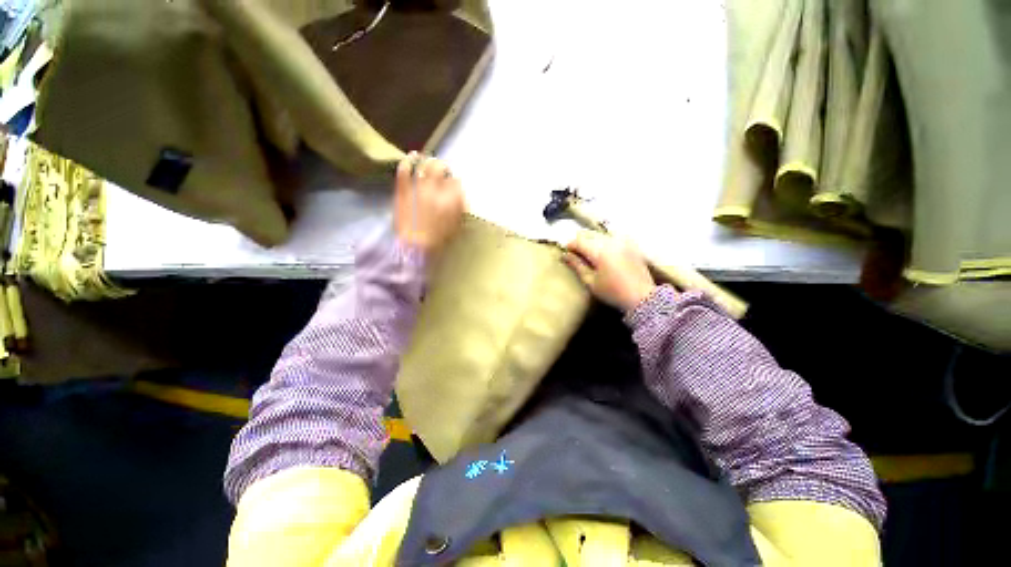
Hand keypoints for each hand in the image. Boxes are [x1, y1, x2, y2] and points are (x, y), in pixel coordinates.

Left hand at [394, 153, 465, 254]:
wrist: (415, 247)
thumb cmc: (438, 240)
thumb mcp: (455, 227)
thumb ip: (459, 210)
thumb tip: (461, 198)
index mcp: (451, 200)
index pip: (456, 182)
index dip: (455, 181)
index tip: (453, 182)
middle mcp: (436, 191)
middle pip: (441, 168)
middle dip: (443, 166)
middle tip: (442, 167)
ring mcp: (418, 189)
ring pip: (424, 166)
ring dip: (427, 161)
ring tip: (426, 159)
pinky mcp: (404, 191)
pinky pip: (404, 172)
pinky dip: (407, 162)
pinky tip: (410, 158)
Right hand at [564, 231, 657, 311]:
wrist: (642, 297)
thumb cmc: (613, 292)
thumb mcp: (591, 282)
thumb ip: (577, 266)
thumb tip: (564, 255)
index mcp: (599, 251)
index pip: (579, 241)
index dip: (570, 245)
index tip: (565, 252)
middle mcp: (611, 241)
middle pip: (589, 234)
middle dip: (580, 241)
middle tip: (575, 253)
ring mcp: (623, 241)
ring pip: (601, 234)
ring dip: (592, 240)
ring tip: (589, 252)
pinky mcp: (631, 244)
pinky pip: (613, 237)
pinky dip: (605, 241)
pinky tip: (604, 251)